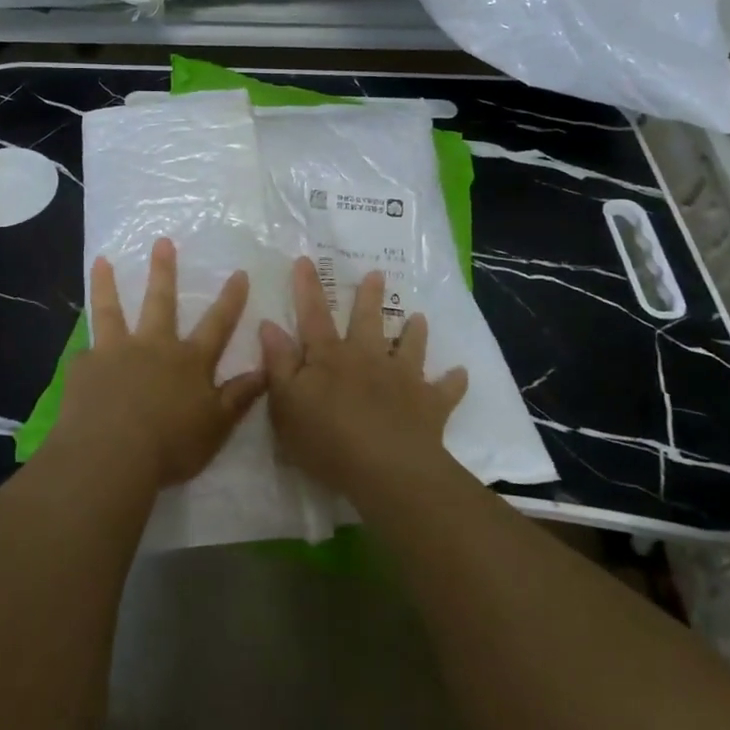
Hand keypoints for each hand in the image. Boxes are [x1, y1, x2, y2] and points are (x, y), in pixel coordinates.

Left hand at [52, 238, 265, 489]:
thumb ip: (239, 397)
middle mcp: (153, 347)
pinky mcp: (84, 368)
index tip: (239, 272)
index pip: (217, 324)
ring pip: (111, 311)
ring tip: (101, 260)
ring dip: (106, 285)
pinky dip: (85, 353)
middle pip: (160, 301)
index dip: (230, 299)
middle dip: (164, 270)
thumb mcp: (216, 426)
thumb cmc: (170, 446)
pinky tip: (80, 355)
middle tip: (161, 241)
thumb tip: (265, 370)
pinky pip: (85, 356)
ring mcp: (115, 353)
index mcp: (189, 361)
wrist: (110, 456)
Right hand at [260, 256, 468, 498]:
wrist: (386, 469)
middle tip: (377, 273)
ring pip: (410, 347)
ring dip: (414, 332)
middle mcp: (368, 358)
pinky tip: (461, 373)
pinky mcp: (429, 404)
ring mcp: (403, 378)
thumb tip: (269, 324)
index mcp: (331, 357)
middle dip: (369, 296)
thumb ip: (279, 363)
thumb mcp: (286, 404)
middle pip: (367, 321)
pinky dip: (454, 381)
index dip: (307, 288)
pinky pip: (446, 389)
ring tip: (419, 317)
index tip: (306, 260)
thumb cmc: (326, 439)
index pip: (314, 315)